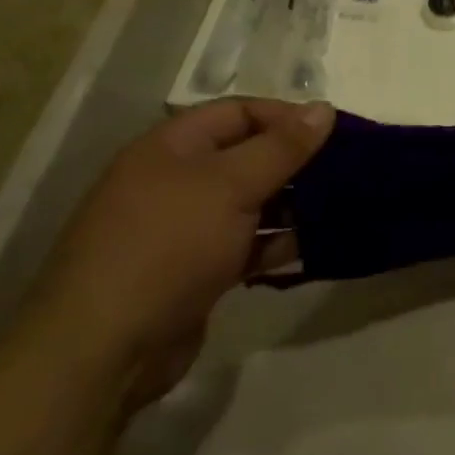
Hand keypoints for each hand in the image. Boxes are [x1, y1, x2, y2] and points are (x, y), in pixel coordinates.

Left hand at [31, 98, 332, 407]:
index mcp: (172, 148)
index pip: (238, 112)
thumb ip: (282, 147)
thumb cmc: (169, 246)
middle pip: (248, 157)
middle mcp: (177, 181)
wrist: (107, 347)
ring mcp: (186, 229)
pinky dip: (279, 243)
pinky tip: (318, 246)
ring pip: (252, 204)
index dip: (287, 117)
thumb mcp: (231, 185)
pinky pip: (248, 244)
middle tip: (348, 172)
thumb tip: (325, 108)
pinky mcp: (198, 271)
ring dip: (295, 205)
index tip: (336, 133)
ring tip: (343, 208)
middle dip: (297, 163)